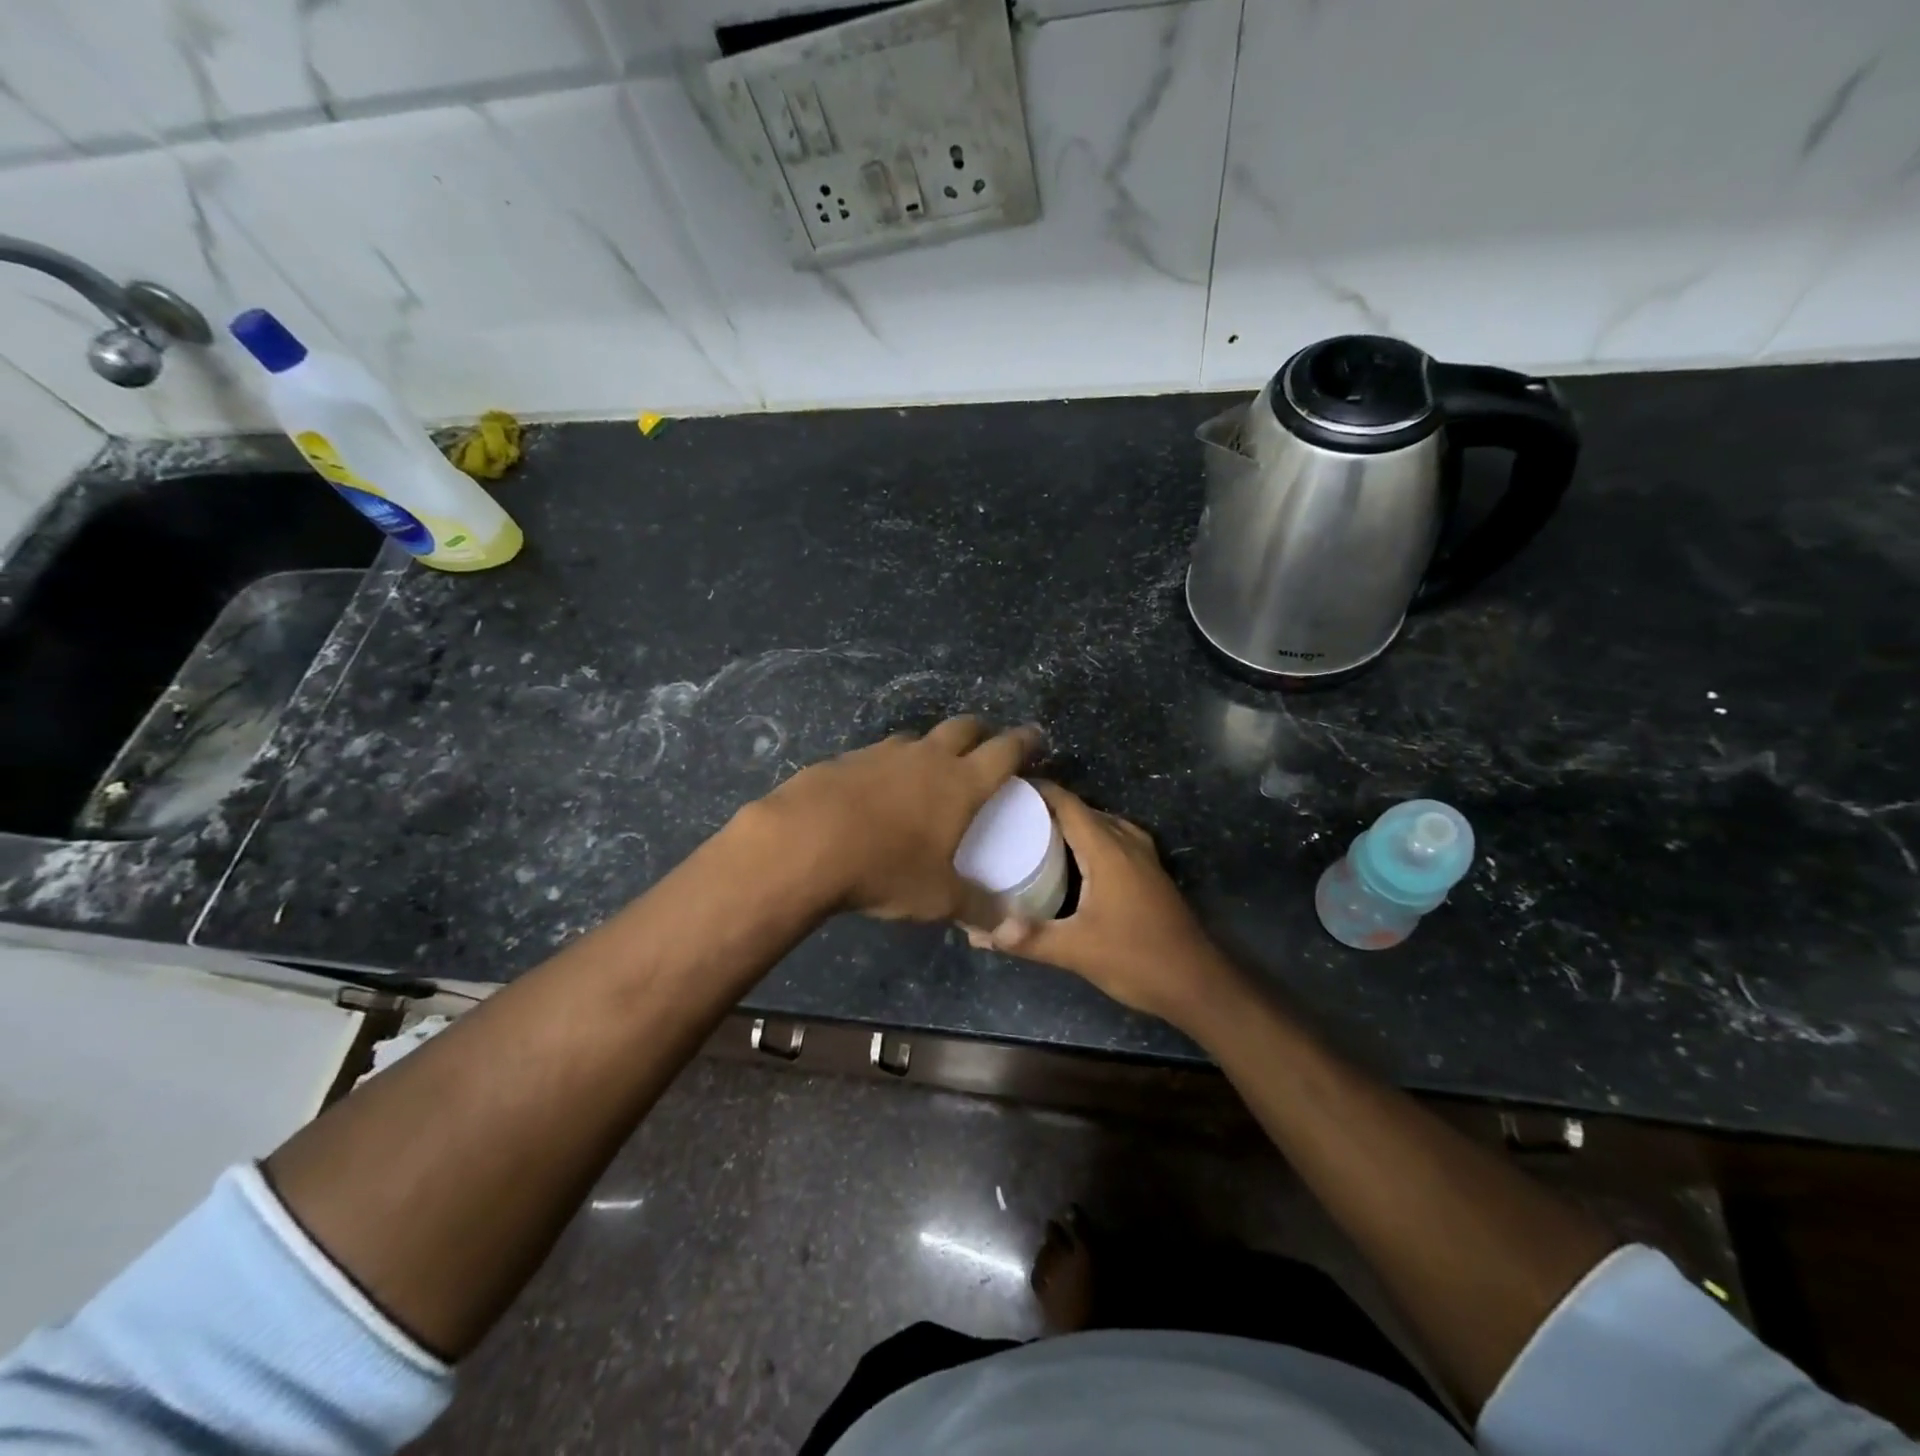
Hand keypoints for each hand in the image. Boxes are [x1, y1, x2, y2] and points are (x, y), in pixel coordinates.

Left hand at [749, 716, 1040, 925]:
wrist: (805, 842)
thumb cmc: (885, 867)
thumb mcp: (937, 897)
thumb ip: (976, 908)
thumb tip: (1008, 927)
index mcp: (961, 783)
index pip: (1005, 751)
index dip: (1025, 742)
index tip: (1035, 738)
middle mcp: (927, 757)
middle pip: (964, 728)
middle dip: (981, 732)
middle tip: (987, 745)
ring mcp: (884, 753)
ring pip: (919, 738)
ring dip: (932, 747)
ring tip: (931, 769)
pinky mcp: (847, 758)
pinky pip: (880, 754)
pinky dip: (890, 765)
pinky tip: (878, 790)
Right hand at [967, 781, 1233, 1026]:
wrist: (1197, 984)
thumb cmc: (1137, 959)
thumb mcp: (1076, 951)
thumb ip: (1029, 938)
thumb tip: (979, 932)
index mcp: (1108, 849)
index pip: (1068, 803)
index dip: (1038, 790)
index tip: (1004, 788)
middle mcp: (1127, 844)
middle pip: (1084, 811)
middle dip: (1048, 807)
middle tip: (1010, 815)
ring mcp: (1144, 858)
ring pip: (1103, 825)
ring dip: (1072, 823)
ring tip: (1036, 833)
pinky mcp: (1151, 875)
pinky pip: (1115, 840)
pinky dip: (1091, 839)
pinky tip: (1073, 861)